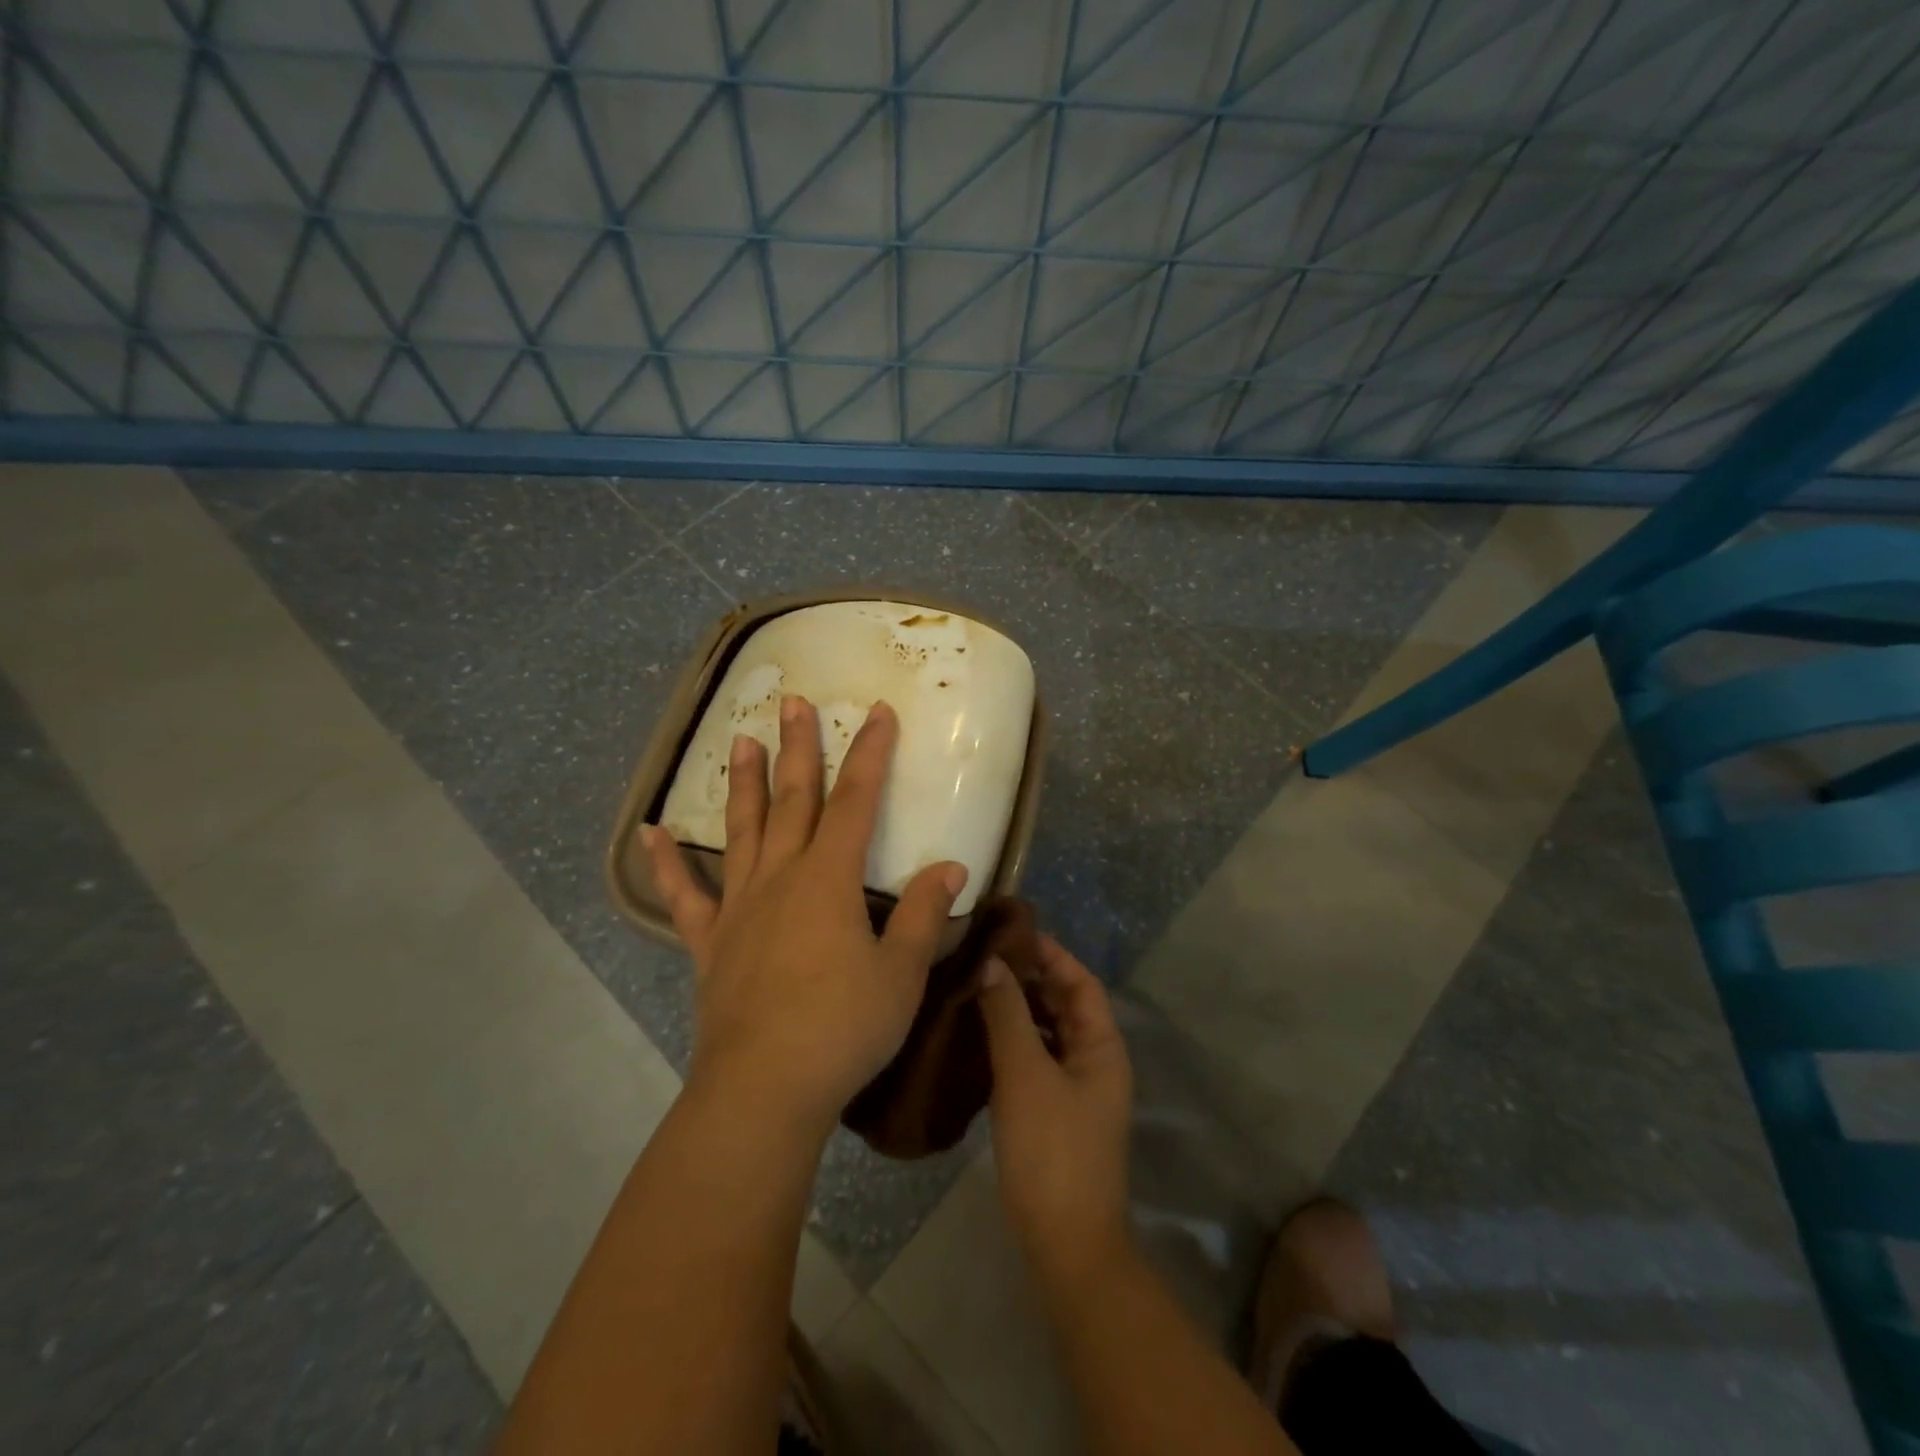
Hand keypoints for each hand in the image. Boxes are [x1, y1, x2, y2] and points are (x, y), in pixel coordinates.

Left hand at [645, 697, 967, 1137]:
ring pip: (742, 831)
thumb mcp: (902, 973)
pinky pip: (685, 895)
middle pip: (793, 799)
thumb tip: (950, 866)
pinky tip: (650, 833)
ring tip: (739, 740)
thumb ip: (925, 914)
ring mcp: (740, 907)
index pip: (857, 800)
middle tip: (793, 702)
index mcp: (830, 879)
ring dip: (743, 784)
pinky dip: (667, 863)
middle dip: (798, 748)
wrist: (764, 1090)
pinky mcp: (711, 943)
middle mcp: (781, 878)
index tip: (877, 712)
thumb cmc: (843, 1028)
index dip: (870, 753)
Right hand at [979, 936, 1133, 1294]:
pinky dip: (1012, 1038)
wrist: (1066, 1243)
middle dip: (1029, 977)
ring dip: (1017, 1007)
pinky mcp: (1054, 1110)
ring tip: (975, 984)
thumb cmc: (1052, 1150)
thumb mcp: (1025, 1075)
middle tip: (983, 954)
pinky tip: (978, 1032)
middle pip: (1064, 1003)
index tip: (1010, 932)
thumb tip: (989, 962)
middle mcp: (1095, 1059)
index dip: (1050, 953)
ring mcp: (1075, 1087)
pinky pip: (1035, 1057)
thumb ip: (1007, 1014)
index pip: (1080, 981)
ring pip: (1047, 1030)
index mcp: (1102, 1045)